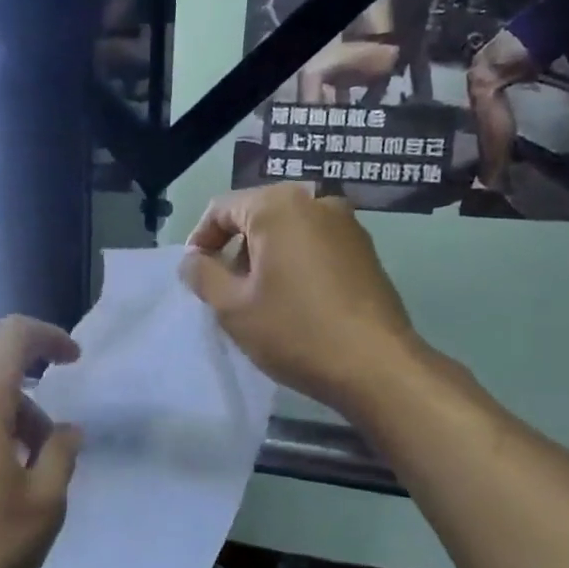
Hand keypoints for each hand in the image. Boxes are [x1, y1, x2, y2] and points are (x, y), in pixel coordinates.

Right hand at [181, 186, 424, 415]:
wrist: (375, 365)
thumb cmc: (294, 330)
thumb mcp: (232, 307)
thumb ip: (202, 274)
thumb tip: (193, 260)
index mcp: (278, 205)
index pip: (221, 209)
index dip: (201, 240)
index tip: (196, 276)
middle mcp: (316, 202)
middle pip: (257, 216)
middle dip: (235, 250)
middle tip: (226, 292)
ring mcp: (347, 224)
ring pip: (288, 231)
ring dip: (265, 258)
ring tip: (259, 300)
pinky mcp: (365, 250)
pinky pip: (315, 246)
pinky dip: (295, 264)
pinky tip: (294, 302)